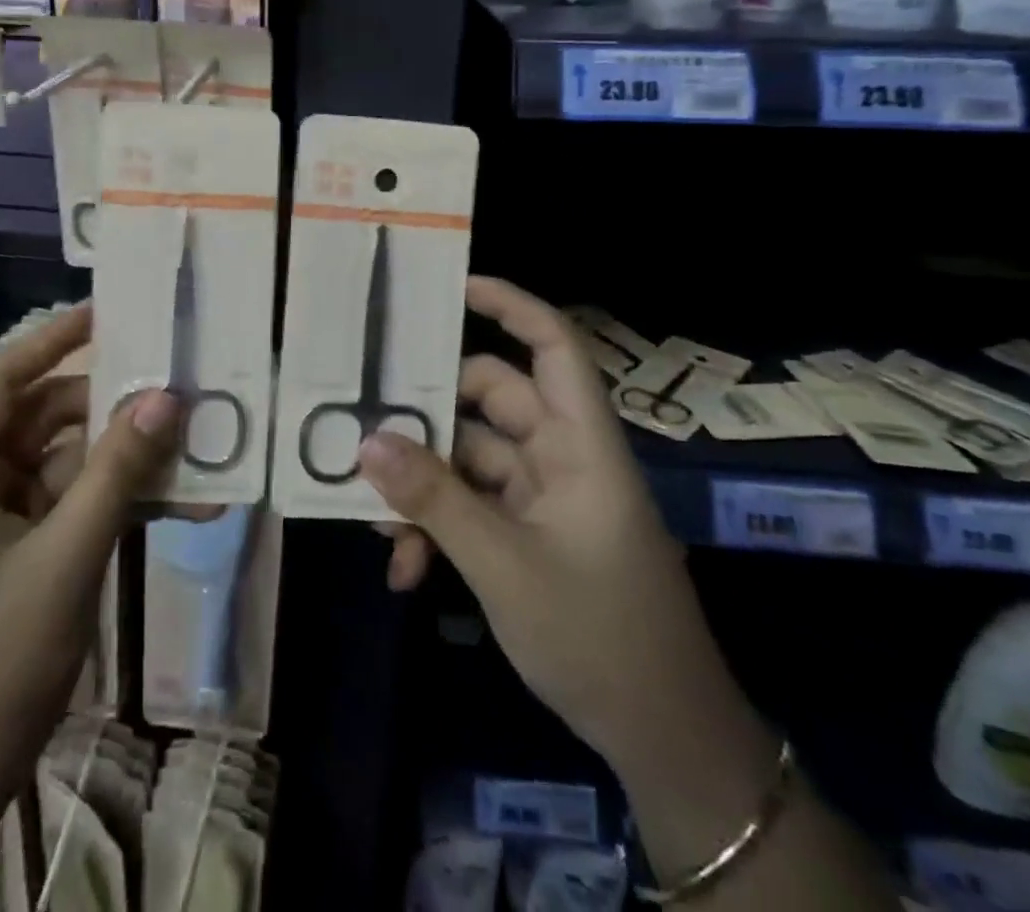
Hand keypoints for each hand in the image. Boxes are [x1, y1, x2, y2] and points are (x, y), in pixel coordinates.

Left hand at [0, 303, 180, 774]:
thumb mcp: (65, 558)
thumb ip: (117, 472)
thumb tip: (166, 397)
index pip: (5, 379)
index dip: (56, 339)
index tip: (112, 312)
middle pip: (47, 418)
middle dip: (112, 408)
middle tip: (175, 391)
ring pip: (69, 462)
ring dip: (126, 459)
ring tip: (191, 449)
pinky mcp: (23, 549)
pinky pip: (75, 504)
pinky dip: (119, 501)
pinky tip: (179, 505)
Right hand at [360, 277, 687, 759]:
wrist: (664, 741)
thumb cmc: (600, 637)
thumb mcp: (504, 566)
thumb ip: (435, 500)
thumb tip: (367, 442)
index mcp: (580, 444)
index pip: (553, 346)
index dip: (510, 306)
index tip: (451, 289)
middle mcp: (562, 456)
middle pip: (490, 401)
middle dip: (428, 418)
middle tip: (365, 425)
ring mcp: (545, 496)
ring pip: (471, 459)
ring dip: (424, 487)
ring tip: (378, 525)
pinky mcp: (530, 533)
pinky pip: (473, 505)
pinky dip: (439, 526)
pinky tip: (407, 569)